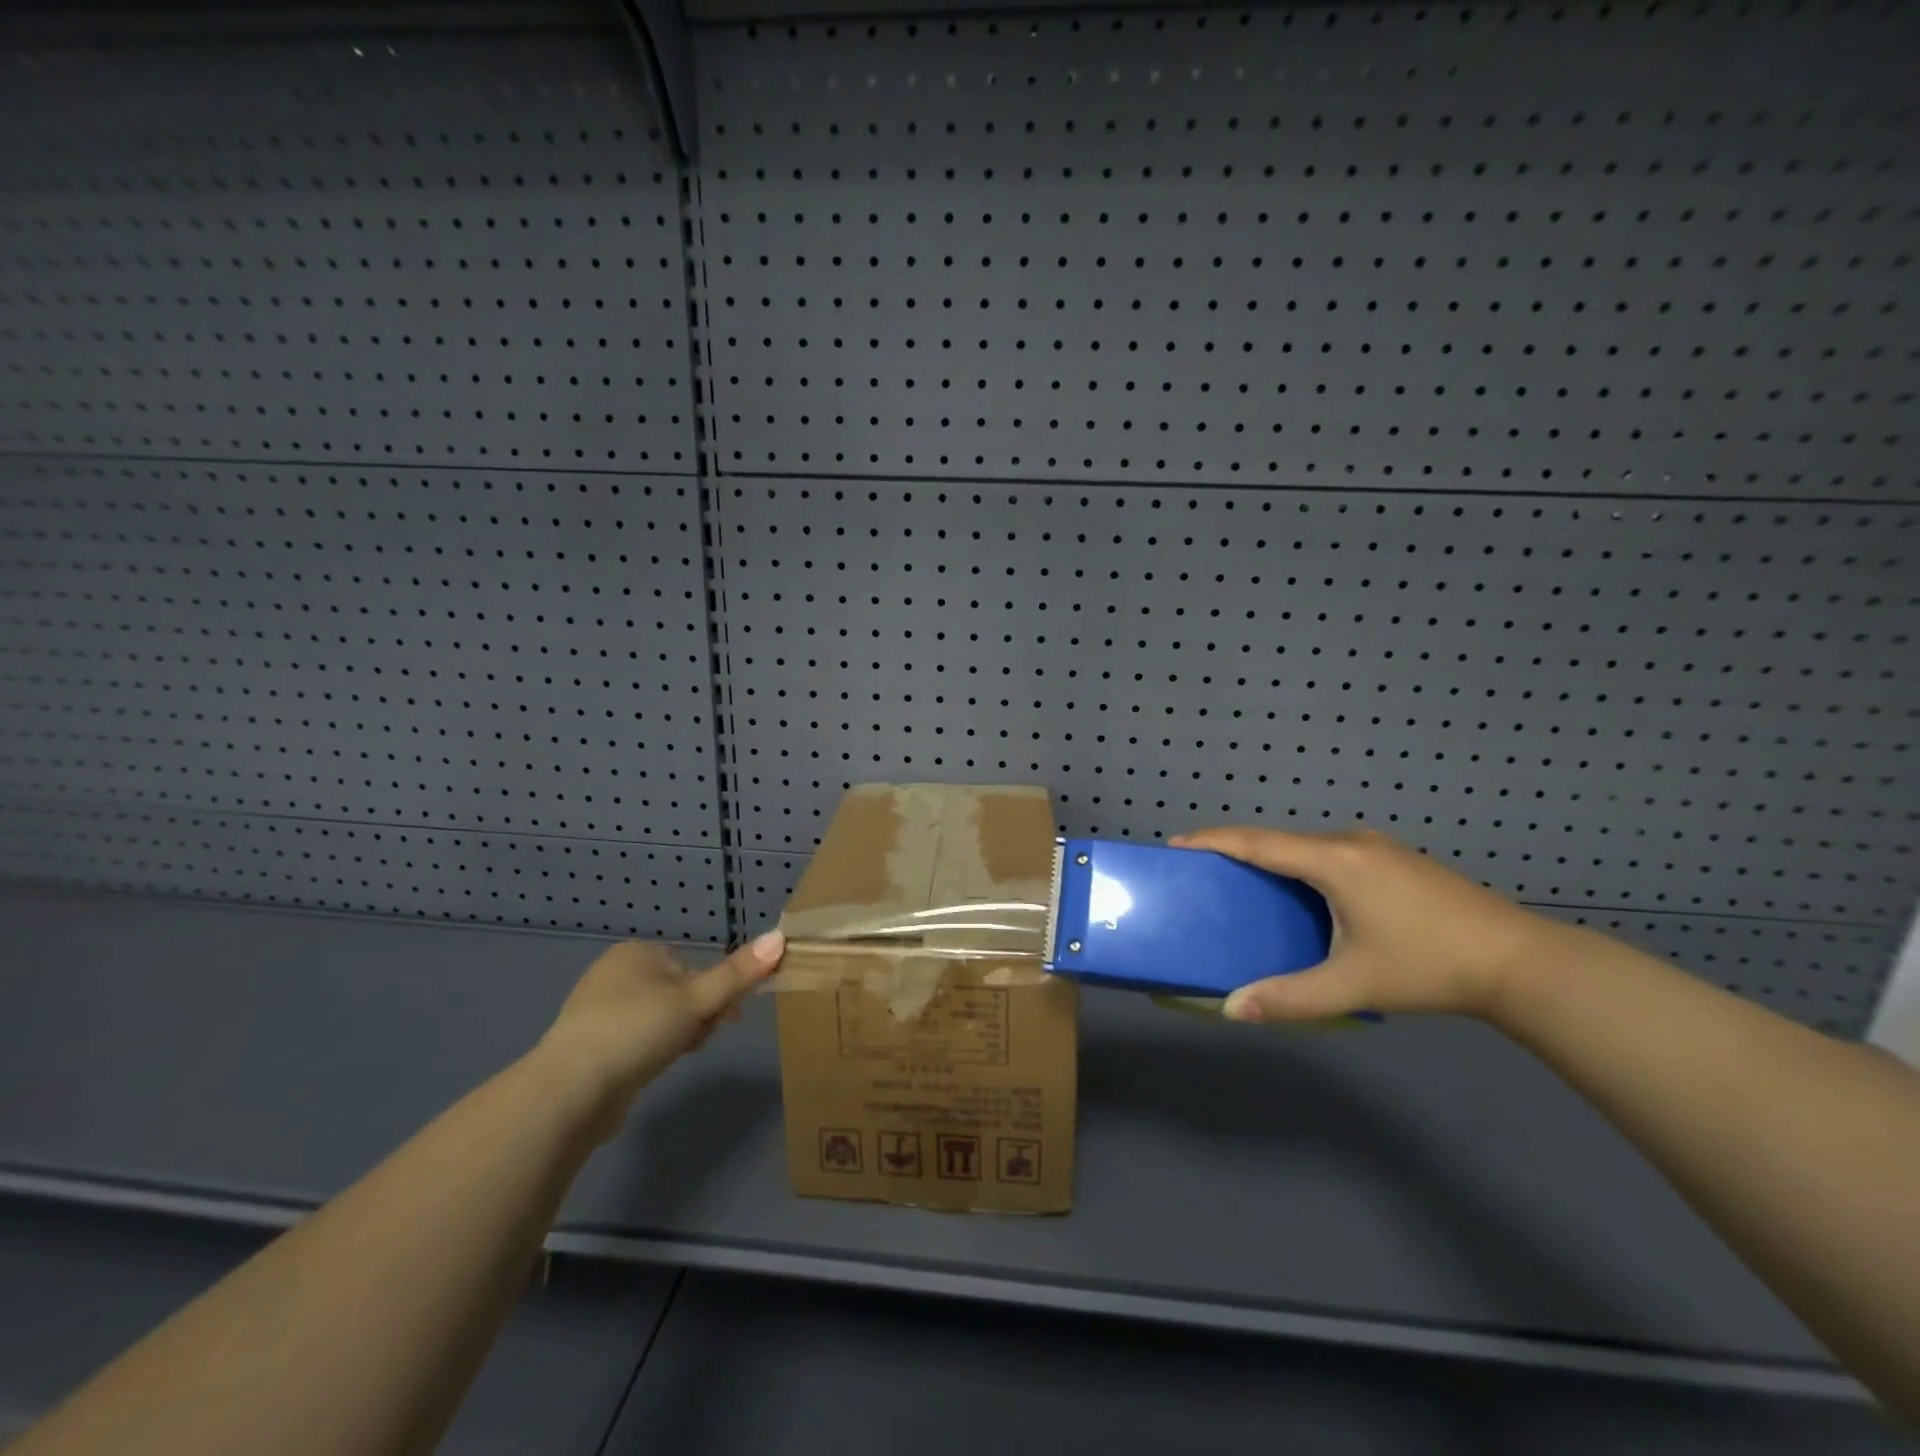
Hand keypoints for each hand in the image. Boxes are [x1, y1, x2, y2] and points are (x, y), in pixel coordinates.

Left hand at [535, 931, 784, 1137]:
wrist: (569, 1091)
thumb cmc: (637, 1031)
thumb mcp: (697, 999)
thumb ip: (738, 974)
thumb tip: (780, 937)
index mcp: (637, 952)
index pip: (693, 966)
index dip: (715, 992)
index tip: (725, 1018)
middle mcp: (614, 974)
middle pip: (679, 992)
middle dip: (698, 1016)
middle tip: (701, 1041)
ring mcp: (598, 1012)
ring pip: (660, 1018)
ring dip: (678, 1036)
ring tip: (676, 1058)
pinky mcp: (589, 1047)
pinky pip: (637, 1040)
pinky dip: (652, 1051)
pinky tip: (652, 1070)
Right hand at [1169, 827, 1576, 1024]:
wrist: (1519, 961)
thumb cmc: (1429, 965)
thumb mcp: (1354, 985)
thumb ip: (1289, 997)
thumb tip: (1232, 1010)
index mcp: (1334, 860)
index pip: (1258, 842)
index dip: (1214, 840)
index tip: (1177, 843)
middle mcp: (1350, 842)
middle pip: (1279, 839)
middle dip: (1237, 850)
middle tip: (1203, 870)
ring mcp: (1377, 847)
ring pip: (1306, 846)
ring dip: (1271, 858)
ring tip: (1244, 881)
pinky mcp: (1394, 859)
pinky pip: (1328, 853)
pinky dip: (1299, 865)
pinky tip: (1301, 892)